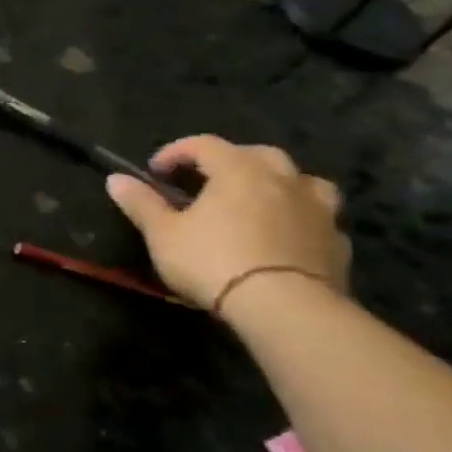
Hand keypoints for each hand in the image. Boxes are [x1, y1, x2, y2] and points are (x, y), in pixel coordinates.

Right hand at [106, 135, 349, 312]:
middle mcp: (283, 180)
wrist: (285, 307)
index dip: (176, 152)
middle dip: (230, 160)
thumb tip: (115, 178)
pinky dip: (299, 218)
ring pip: (302, 180)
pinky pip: (319, 217)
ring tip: (258, 200)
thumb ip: (141, 203)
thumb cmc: (214, 260)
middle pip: (258, 154)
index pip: (204, 144)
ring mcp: (318, 210)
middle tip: (207, 180)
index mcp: (239, 171)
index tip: (155, 171)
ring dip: (278, 183)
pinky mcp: (337, 242)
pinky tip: (284, 235)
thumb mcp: (163, 233)